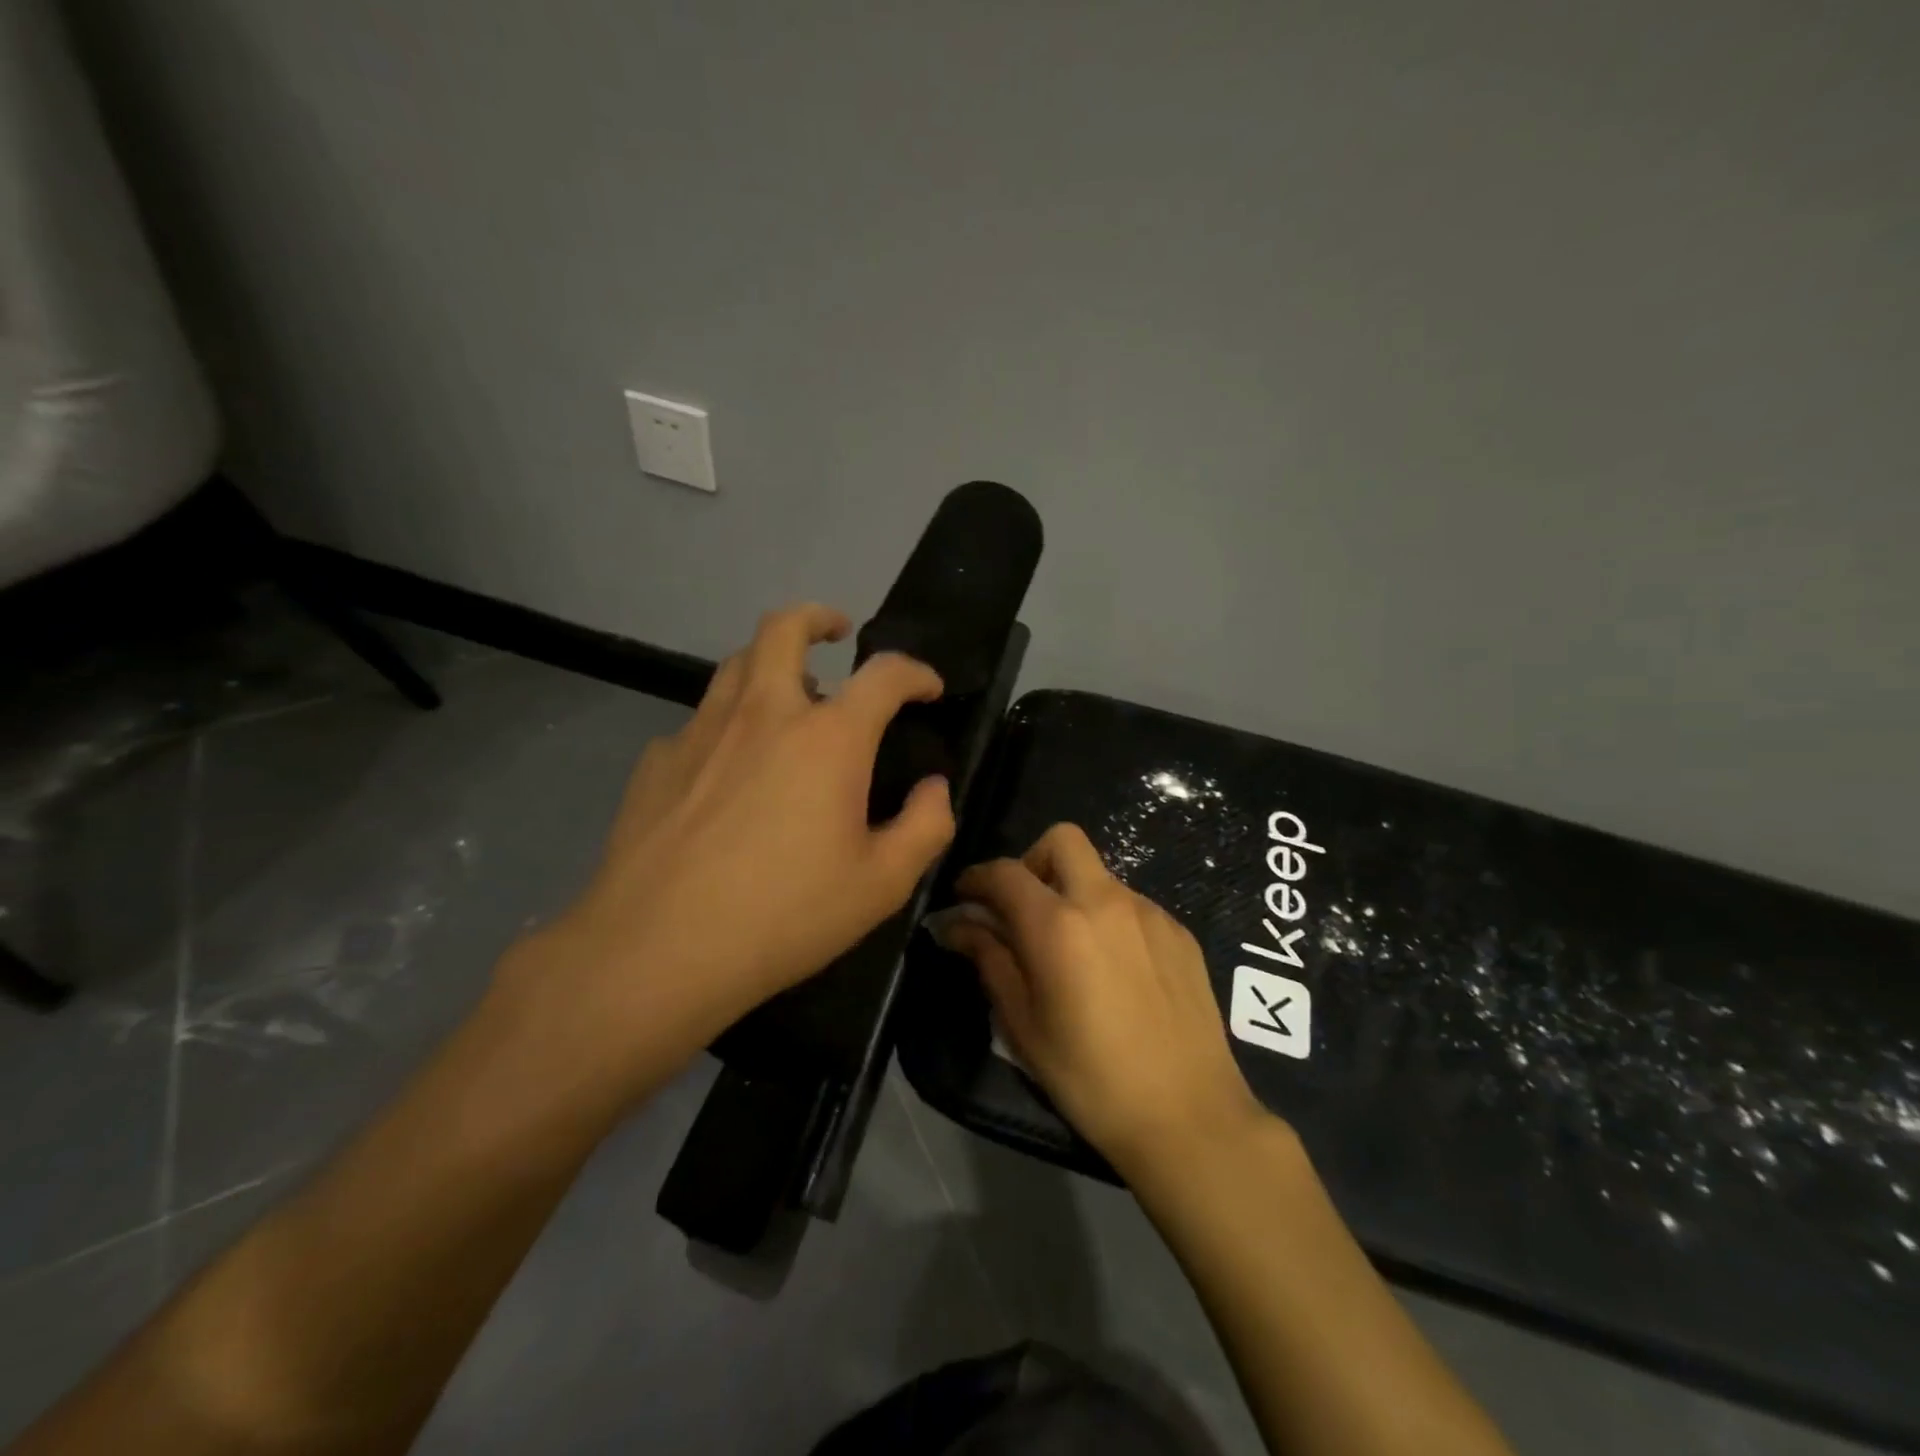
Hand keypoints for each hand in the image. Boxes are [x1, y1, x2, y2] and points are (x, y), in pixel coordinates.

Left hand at [506, 604, 955, 1088]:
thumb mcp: (882, 884)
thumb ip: (926, 826)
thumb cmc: (785, 915)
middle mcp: (764, 713)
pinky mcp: (657, 761)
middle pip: (784, 628)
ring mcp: (701, 731)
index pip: (884, 674)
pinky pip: (700, 722)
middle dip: (817, 618)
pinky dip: (727, 725)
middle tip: (837, 633)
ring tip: (788, 695)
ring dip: (769, 663)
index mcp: (828, 737)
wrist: (656, 950)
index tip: (928, 688)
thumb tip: (934, 788)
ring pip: (735, 665)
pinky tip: (729, 769)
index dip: (916, 673)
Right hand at [943, 823, 1265, 1177]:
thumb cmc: (1090, 1078)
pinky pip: (1131, 904)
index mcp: (1058, 924)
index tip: (964, 897)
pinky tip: (1112, 969)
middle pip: (1061, 840)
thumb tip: (957, 925)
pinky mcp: (1179, 932)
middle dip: (1031, 861)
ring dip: (1072, 892)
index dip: (976, 878)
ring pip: (1098, 874)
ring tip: (1069, 950)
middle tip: (1021, 909)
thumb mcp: (1023, 1024)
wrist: (1188, 1116)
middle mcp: (1105, 900)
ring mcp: (1149, 912)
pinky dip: (1107, 918)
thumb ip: (989, 960)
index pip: (1005, 872)